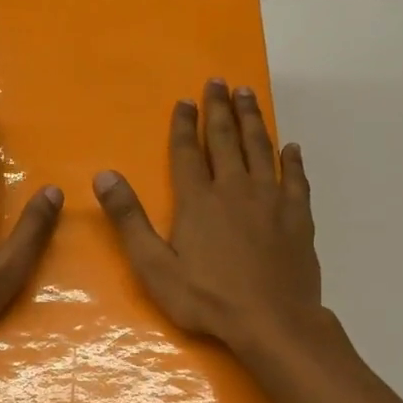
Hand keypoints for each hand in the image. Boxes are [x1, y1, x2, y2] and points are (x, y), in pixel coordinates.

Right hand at [93, 77, 322, 354]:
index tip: (185, 100)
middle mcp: (235, 189)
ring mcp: (271, 201)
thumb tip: (104, 176)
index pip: (188, 153)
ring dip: (253, 120)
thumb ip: (129, 220)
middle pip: (227, 140)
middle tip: (219, 82)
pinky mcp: (297, 217)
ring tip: (248, 95)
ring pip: (262, 149)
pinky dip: (293, 160)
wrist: (272, 321)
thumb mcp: (154, 266)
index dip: (185, 125)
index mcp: (198, 201)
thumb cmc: (207, 298)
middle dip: (220, 109)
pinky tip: (291, 147)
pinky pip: (296, 179)